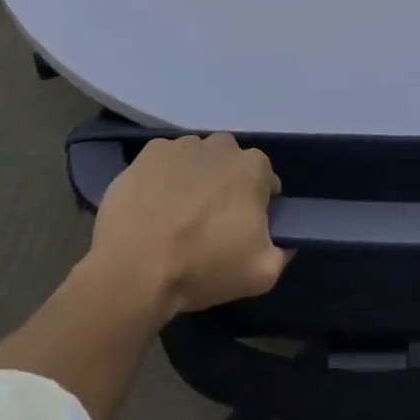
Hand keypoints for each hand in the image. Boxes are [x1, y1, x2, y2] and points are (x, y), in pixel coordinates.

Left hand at [87, 133, 288, 318]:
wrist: (133, 269)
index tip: (242, 232)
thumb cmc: (202, 267)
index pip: (265, 182)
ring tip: (176, 219)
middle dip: (225, 188)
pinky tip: (153, 209)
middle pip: (230, 166)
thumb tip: (286, 241)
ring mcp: (182, 145)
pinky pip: (165, 163)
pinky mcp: (149, 153)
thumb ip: (283, 251)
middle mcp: (221, 145)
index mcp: (253, 167)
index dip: (257, 207)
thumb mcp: (261, 274)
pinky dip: (163, 180)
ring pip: (197, 162)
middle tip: (208, 226)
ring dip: (194, 182)